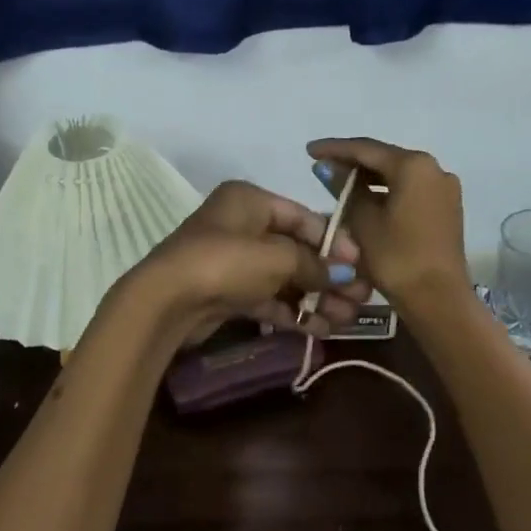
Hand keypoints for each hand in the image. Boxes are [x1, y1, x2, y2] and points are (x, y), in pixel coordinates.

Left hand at [118, 180, 370, 346]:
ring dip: (317, 297)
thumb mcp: (278, 258)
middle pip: (296, 249)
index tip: (362, 265)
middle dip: (330, 275)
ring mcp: (233, 261)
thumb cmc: (226, 263)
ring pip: (285, 277)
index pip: (303, 217)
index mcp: (250, 201)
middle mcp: (242, 226)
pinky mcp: (228, 293)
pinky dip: (293, 311)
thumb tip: (346, 276)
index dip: (335, 241)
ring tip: (349, 319)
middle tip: (363, 298)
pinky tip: (322, 328)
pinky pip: (269, 299)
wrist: (167, 302)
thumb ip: (315, 265)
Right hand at [306, 138, 468, 307]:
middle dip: (352, 162)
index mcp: (413, 166)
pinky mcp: (446, 208)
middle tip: (321, 167)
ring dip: (369, 178)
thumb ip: (344, 189)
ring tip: (339, 183)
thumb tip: (327, 167)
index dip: (334, 148)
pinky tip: (365, 199)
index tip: (309, 151)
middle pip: (384, 158)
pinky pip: (410, 190)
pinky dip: (386, 191)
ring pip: (398, 174)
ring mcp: (444, 188)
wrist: (438, 299)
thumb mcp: (362, 221)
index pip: (366, 149)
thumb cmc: (396, 258)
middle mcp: (433, 168)